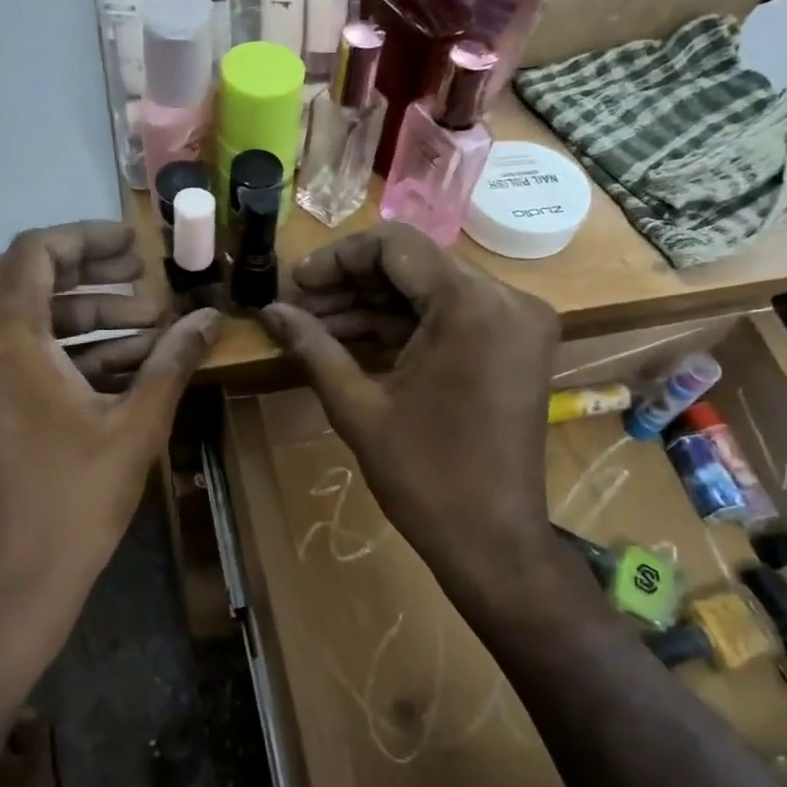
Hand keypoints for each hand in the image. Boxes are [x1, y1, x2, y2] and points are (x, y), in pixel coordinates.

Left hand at [0, 222, 217, 674]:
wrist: (12, 580)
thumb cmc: (74, 499)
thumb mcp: (135, 424)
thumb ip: (172, 361)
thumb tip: (210, 319)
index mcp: (2, 336)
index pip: (36, 252)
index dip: (88, 240)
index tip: (134, 248)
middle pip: (25, 280)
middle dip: (92, 279)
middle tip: (146, 285)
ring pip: (18, 318)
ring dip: (80, 317)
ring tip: (146, 327)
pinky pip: (7, 354)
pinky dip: (57, 350)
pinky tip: (115, 363)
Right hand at [260, 224, 561, 609]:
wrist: (493, 541)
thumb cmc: (425, 477)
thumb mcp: (359, 408)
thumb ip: (313, 347)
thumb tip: (269, 311)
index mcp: (471, 305)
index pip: (395, 246)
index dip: (337, 258)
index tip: (295, 284)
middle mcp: (506, 299)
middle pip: (415, 266)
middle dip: (352, 284)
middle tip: (300, 309)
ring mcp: (518, 323)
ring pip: (432, 291)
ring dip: (375, 306)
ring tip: (316, 328)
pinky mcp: (516, 347)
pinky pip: (453, 317)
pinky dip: (406, 326)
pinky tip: (354, 341)